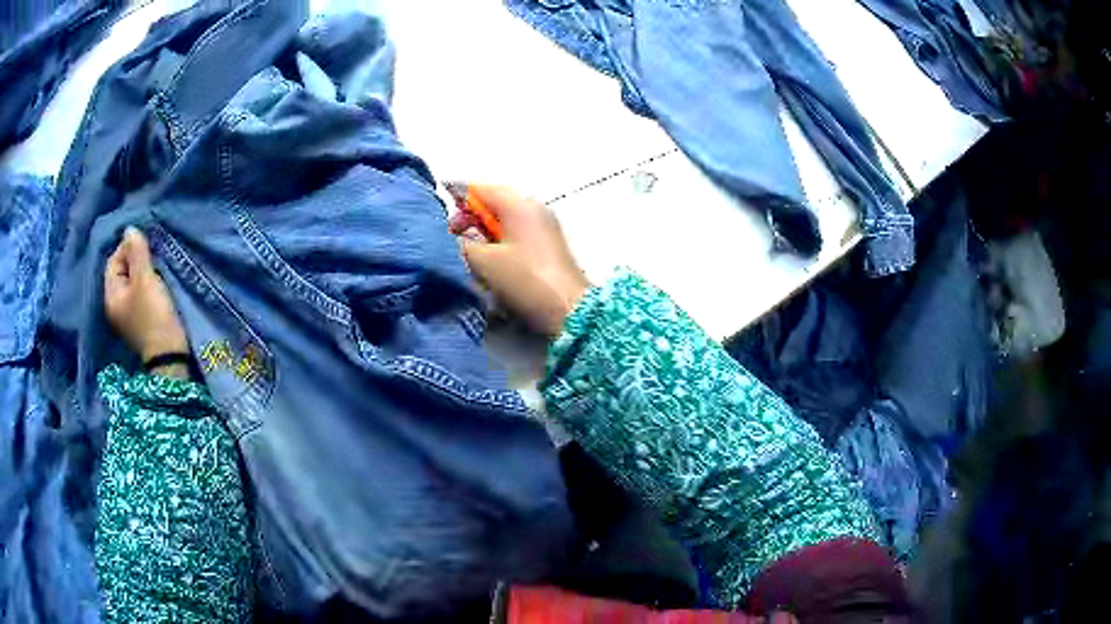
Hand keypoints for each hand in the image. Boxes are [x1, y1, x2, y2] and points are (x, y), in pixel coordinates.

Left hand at [104, 227, 189, 375]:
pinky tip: (156, 285)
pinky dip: (146, 285)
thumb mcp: (145, 279)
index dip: (127, 248)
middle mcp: (114, 305)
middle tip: (152, 257)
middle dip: (135, 260)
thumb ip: (137, 253)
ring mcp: (126, 316)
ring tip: (156, 269)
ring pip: (131, 283)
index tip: (145, 246)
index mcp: (111, 295)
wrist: (169, 356)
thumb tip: (129, 229)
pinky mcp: (139, 321)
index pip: (113, 261)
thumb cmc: (153, 315)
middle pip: (121, 272)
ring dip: (142, 272)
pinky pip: (138, 294)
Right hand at [449, 186, 589, 336]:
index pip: (478, 188)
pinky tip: (488, 267)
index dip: (455, 201)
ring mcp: (543, 228)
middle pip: (491, 204)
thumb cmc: (525, 280)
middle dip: (468, 221)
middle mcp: (533, 208)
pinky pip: (514, 237)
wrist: (569, 310)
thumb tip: (449, 237)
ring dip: (481, 236)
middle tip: (452, 243)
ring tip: (468, 258)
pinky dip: (497, 246)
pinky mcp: (546, 248)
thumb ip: (460, 243)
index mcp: (518, 204)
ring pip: (502, 222)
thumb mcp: (484, 261)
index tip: (438, 222)